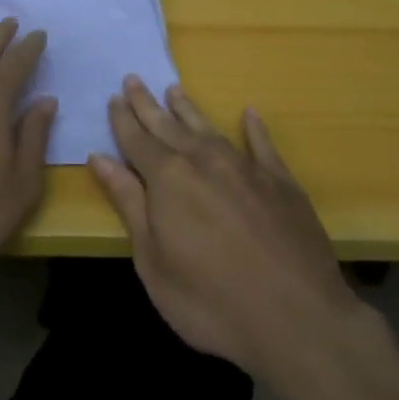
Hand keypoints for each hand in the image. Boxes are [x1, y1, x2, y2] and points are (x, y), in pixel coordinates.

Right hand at [90, 78, 365, 387]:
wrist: (297, 319)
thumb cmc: (211, 302)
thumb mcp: (153, 261)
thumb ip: (129, 204)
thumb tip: (101, 158)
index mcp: (168, 178)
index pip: (137, 140)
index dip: (123, 119)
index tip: (113, 97)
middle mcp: (204, 160)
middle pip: (168, 126)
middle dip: (147, 104)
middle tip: (133, 79)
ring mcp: (245, 167)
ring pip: (208, 128)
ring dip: (188, 109)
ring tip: (174, 90)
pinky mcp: (281, 182)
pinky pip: (262, 145)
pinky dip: (254, 128)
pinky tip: (249, 114)